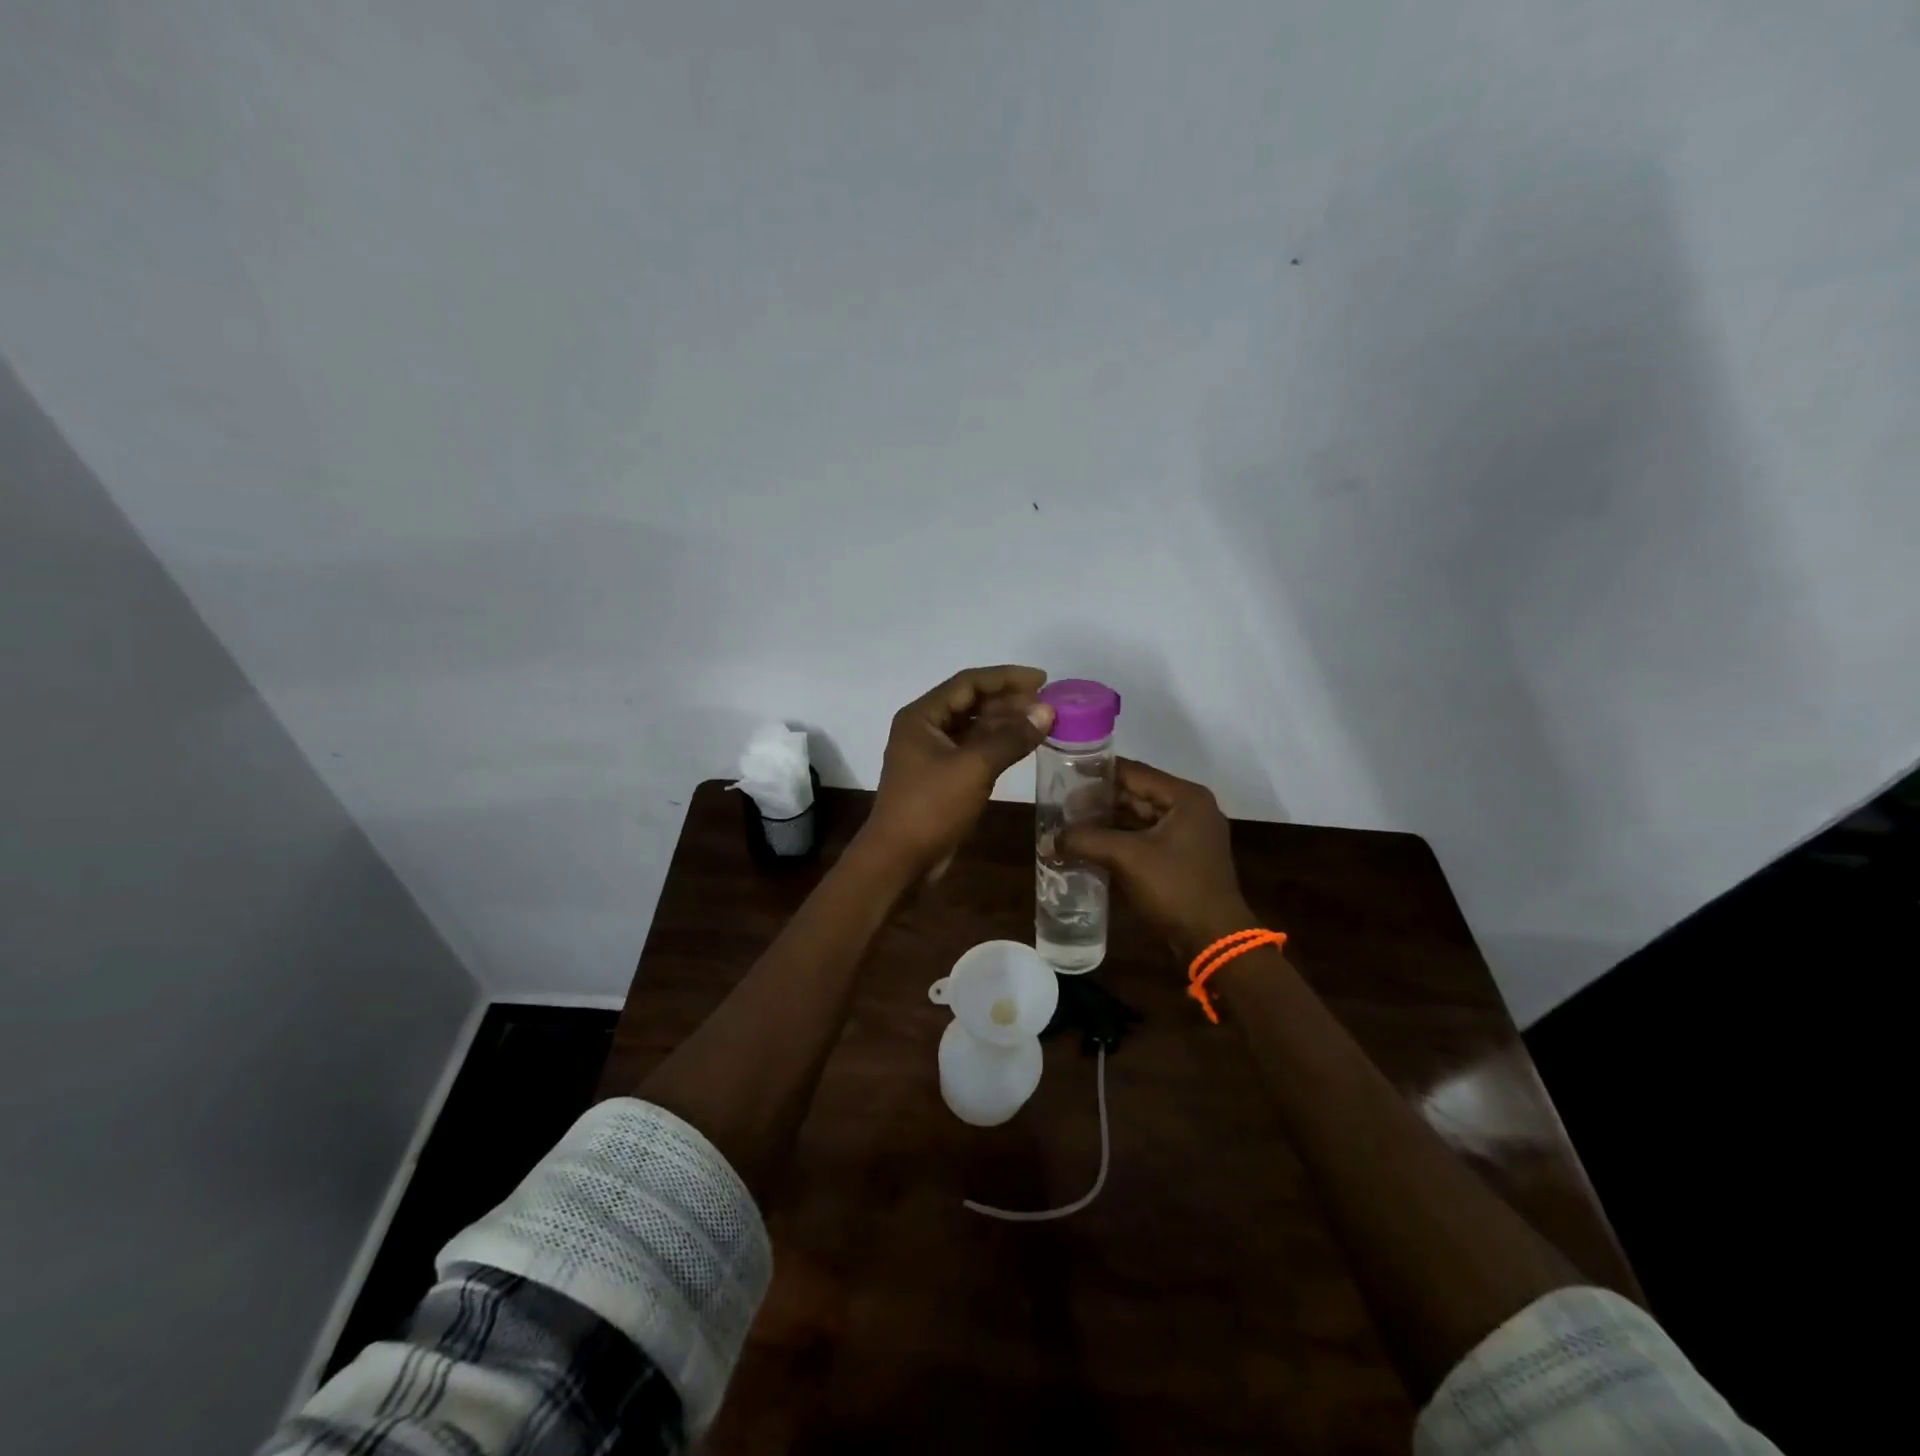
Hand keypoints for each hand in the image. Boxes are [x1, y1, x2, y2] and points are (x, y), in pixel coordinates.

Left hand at [862, 665, 1055, 876]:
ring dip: (1005, 724)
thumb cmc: (931, 807)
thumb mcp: (974, 768)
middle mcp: (924, 728)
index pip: (969, 683)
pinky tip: (1022, 747)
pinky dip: (997, 746)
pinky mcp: (941, 777)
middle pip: (971, 703)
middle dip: (1009, 701)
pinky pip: (973, 750)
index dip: (1007, 678)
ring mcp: (932, 754)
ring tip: (1041, 724)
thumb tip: (1047, 711)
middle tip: (1047, 705)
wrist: (899, 860)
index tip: (1043, 680)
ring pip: (973, 727)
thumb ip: (1011, 737)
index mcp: (922, 716)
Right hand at [1060, 759, 1252, 961]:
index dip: (1096, 773)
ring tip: (1069, 824)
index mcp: (1185, 797)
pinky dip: (1119, 840)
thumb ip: (1085, 840)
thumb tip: (1047, 839)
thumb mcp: (1127, 858)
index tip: (1063, 774)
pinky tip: (1090, 846)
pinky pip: (1144, 839)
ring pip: (1138, 818)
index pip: (1133, 772)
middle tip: (1061, 804)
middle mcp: (1190, 809)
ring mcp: (1188, 835)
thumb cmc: (1175, 888)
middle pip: (1136, 793)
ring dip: (1106, 821)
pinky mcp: (1182, 858)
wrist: (1214, 940)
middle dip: (1098, 800)